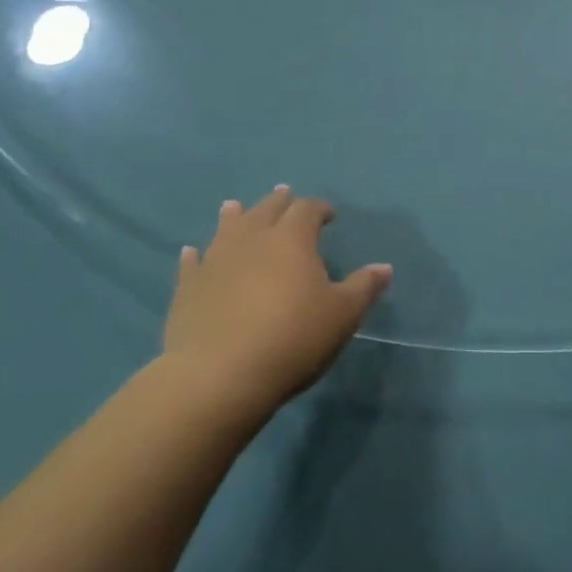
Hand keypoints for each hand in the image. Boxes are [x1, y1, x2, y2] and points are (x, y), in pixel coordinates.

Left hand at [163, 186, 390, 423]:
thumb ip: (363, 287)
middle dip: (279, 202)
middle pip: (267, 209)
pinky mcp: (188, 288)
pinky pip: (192, 263)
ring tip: (235, 206)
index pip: (307, 209)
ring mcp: (215, 261)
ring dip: (234, 216)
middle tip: (285, 196)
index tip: (328, 215)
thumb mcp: (342, 315)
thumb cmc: (292, 338)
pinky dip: (195, 255)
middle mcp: (252, 239)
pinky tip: (192, 252)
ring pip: (226, 228)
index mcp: (292, 239)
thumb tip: (383, 267)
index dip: (319, 208)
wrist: (219, 376)